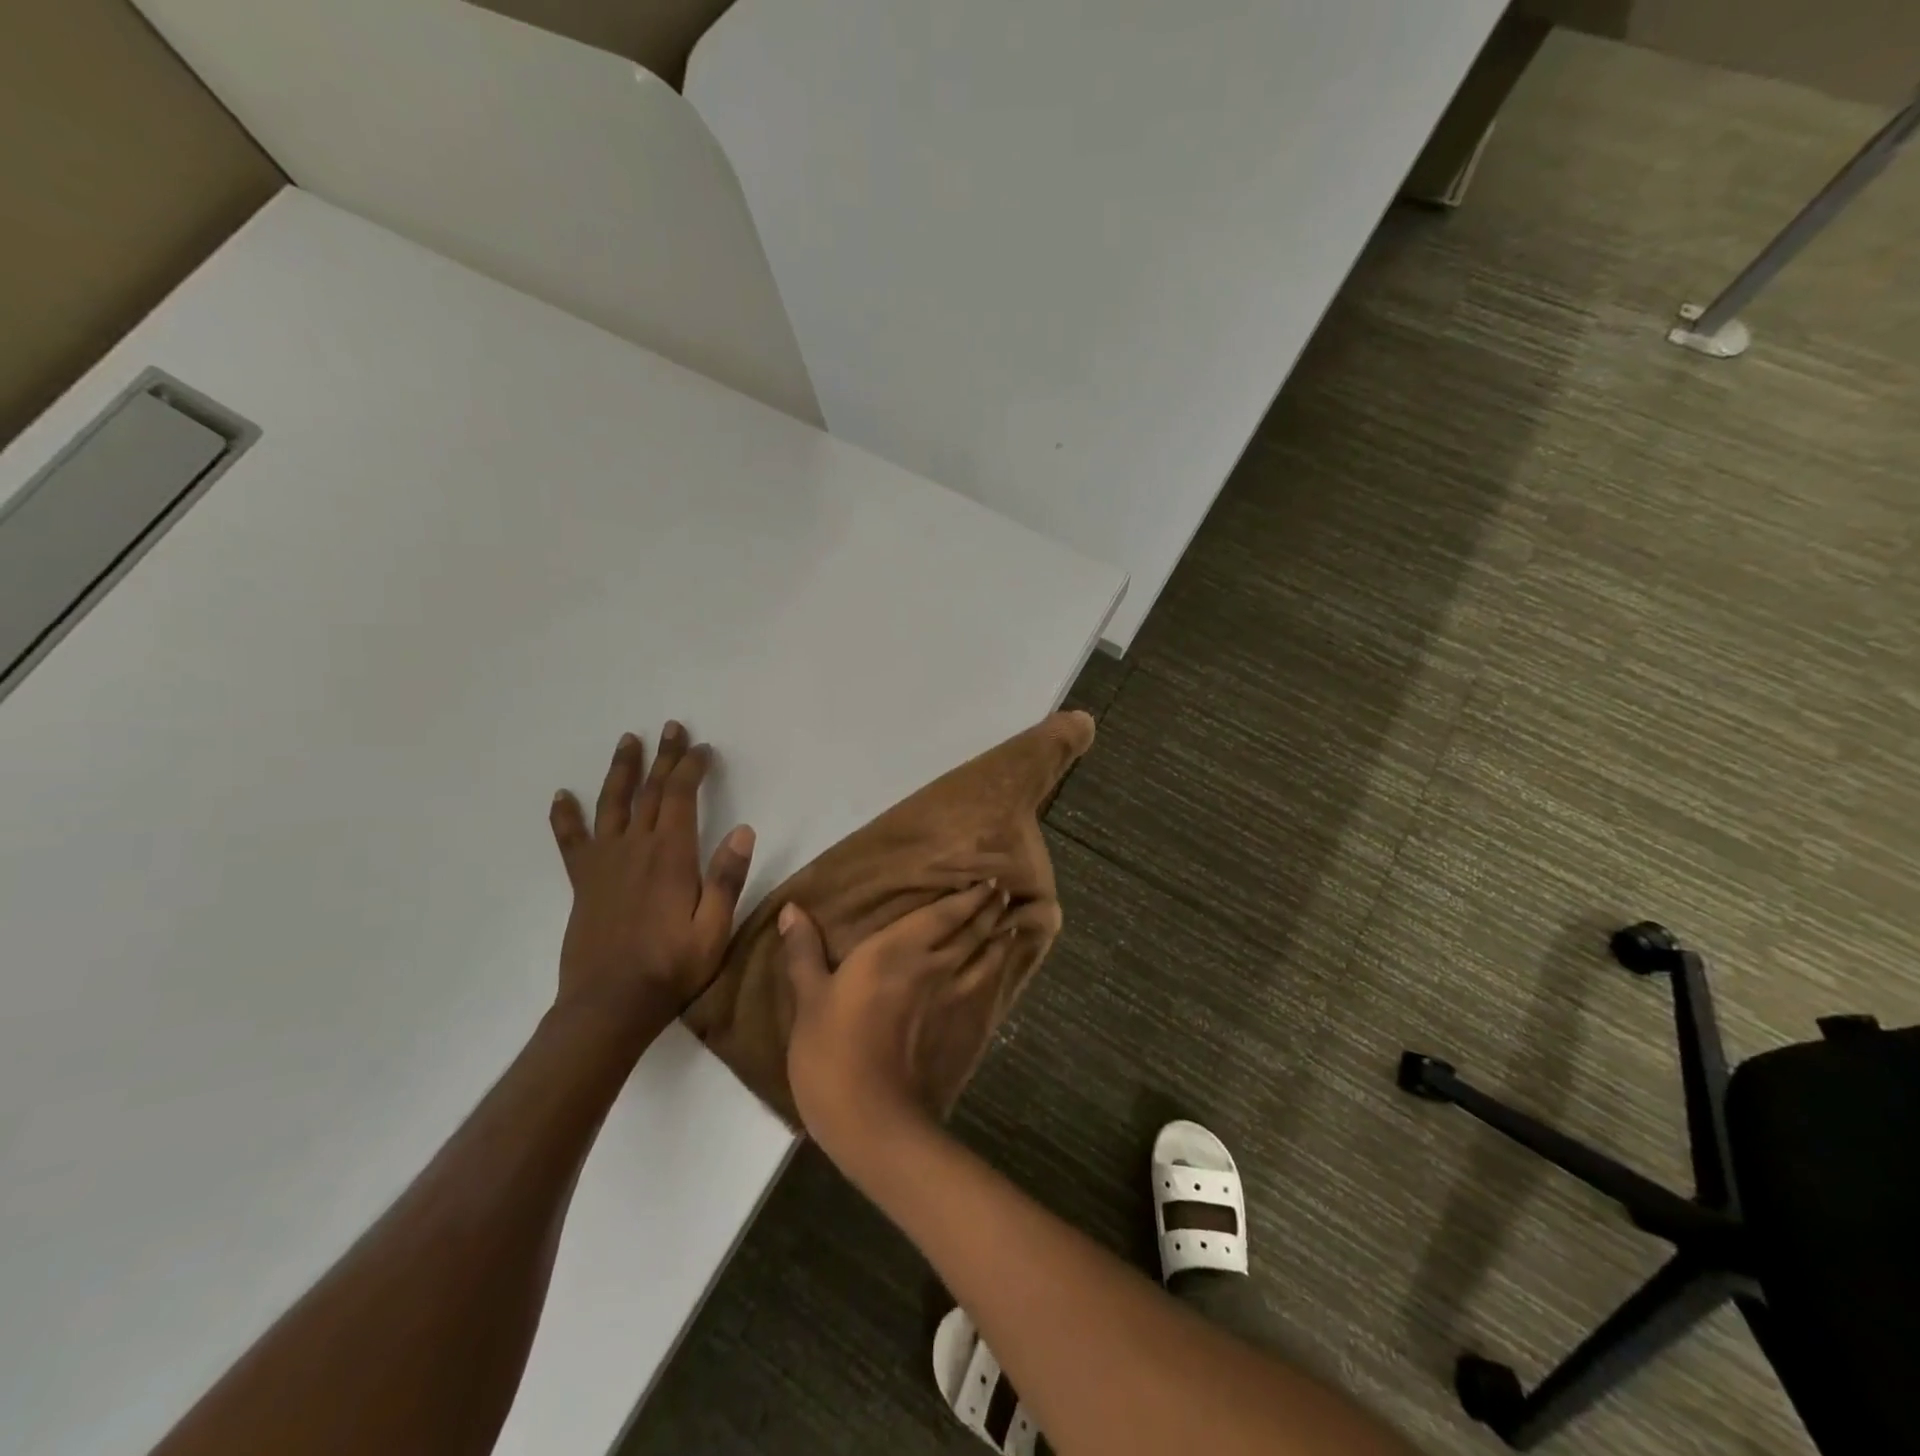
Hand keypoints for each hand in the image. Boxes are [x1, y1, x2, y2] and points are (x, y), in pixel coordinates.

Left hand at [549, 722, 754, 1040]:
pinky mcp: (583, 881)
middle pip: (649, 791)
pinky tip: (562, 796)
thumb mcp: (715, 928)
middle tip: (671, 728)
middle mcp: (636, 849)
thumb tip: (744, 830)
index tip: (702, 748)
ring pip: (612, 804)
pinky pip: (571, 841)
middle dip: (663, 757)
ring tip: (627, 741)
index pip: (681, 797)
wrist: (610, 1005)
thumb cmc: (672, 967)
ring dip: (621, 770)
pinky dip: (565, 817)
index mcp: (671, 856)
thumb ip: (727, 878)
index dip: (691, 768)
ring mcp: (605, 863)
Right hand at [780, 883, 1012, 1162]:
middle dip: (987, 910)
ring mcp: (952, 998)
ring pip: (983, 957)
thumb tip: (792, 908)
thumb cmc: (833, 1052)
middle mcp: (932, 964)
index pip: (942, 914)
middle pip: (969, 931)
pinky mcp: (961, 1028)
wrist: (873, 1118)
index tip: (988, 880)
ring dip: (998, 937)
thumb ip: (804, 952)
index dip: (966, 897)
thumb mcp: (808, 999)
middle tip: (1002, 893)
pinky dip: (996, 971)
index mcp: (895, 949)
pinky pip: (985, 988)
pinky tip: (999, 970)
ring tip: (1009, 925)